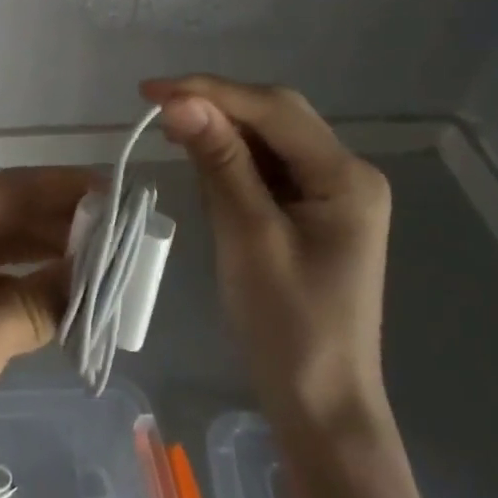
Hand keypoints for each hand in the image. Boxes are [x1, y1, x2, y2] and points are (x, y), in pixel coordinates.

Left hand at [0, 167, 89, 497]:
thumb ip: (34, 304)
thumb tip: (86, 278)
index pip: (12, 188)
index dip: (64, 186)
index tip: (117, 196)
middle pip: (12, 215)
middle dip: (64, 222)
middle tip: (123, 238)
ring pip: (8, 252)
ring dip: (52, 256)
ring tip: (106, 270)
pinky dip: (33, 291)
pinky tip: (69, 307)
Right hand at [142, 75, 392, 437]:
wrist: (320, 406)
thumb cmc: (287, 326)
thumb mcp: (248, 237)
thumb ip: (220, 163)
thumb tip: (180, 102)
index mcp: (346, 177)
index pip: (274, 110)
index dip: (211, 91)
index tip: (151, 91)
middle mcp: (346, 174)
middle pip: (276, 117)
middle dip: (216, 106)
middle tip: (156, 107)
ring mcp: (332, 194)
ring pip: (269, 139)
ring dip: (221, 130)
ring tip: (171, 131)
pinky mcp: (313, 213)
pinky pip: (268, 167)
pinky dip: (232, 159)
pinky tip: (201, 160)